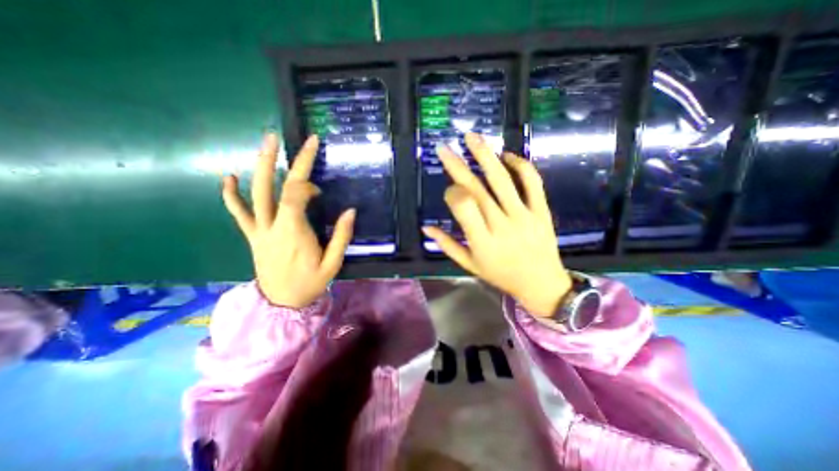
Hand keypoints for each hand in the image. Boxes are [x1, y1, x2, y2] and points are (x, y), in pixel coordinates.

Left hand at [220, 132, 353, 309]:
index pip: (294, 197)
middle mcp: (273, 227)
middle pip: (276, 188)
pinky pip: (238, 213)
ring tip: (267, 142)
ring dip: (261, 166)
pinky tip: (228, 177)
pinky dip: (230, 195)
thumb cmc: (310, 284)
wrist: (281, 304)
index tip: (320, 190)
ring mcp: (259, 230)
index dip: (306, 185)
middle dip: (286, 161)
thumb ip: (342, 237)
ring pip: (255, 194)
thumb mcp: (333, 264)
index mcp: (294, 234)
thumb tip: (351, 211)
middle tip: (292, 138)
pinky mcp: (252, 236)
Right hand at [423, 131, 574, 316]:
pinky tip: (507, 156)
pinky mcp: (542, 210)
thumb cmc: (501, 275)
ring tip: (471, 137)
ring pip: (502, 180)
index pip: (463, 206)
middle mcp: (501, 224)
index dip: (452, 193)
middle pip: (478, 188)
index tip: (449, 190)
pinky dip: (520, 165)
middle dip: (458, 165)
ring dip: (485, 155)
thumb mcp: (469, 265)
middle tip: (445, 147)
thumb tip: (426, 227)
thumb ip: (447, 245)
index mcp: (482, 241)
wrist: (541, 283)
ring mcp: (524, 215)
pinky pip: (532, 182)